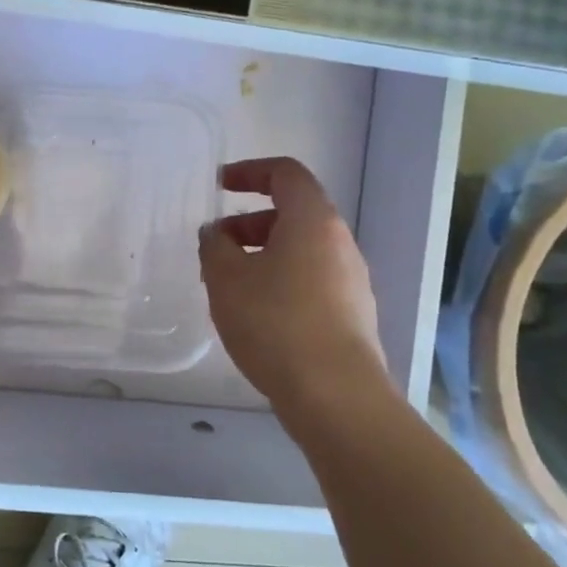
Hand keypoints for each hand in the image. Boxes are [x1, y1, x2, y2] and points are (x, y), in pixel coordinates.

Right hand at [198, 157, 388, 418]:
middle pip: (293, 213)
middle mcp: (339, 242)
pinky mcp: (352, 313)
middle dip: (249, 223)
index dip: (249, 171)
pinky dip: (281, 280)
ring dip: (263, 255)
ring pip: (301, 250)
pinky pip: (311, 280)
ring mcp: (351, 280)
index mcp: (313, 221)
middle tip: (216, 247)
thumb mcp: (226, 278)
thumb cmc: (275, 322)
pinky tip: (256, 315)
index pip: (285, 173)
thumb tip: (217, 234)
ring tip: (229, 286)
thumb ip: (214, 246)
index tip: (219, 186)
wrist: (335, 395)